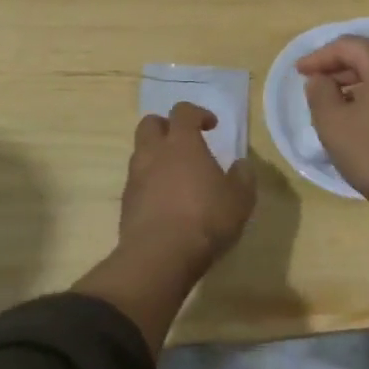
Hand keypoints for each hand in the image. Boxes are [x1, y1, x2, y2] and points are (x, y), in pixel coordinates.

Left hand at [120, 103, 256, 275]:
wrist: (160, 256)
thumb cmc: (206, 219)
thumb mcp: (240, 199)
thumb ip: (243, 177)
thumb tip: (241, 165)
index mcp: (182, 144)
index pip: (183, 112)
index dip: (198, 114)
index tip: (211, 126)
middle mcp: (154, 153)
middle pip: (150, 124)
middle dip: (166, 127)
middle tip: (184, 142)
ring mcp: (135, 178)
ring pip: (140, 153)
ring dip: (156, 156)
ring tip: (176, 176)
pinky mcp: (126, 203)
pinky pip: (137, 181)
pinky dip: (149, 183)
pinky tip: (165, 201)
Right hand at [297, 38, 368, 234]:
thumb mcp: (334, 124)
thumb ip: (320, 93)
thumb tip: (321, 79)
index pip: (349, 46)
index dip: (320, 56)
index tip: (299, 71)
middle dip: (340, 68)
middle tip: (316, 84)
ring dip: (360, 83)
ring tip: (338, 102)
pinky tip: (366, 117)